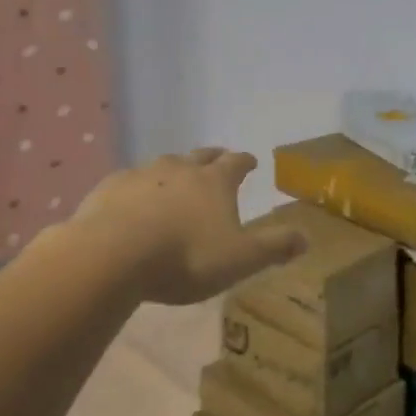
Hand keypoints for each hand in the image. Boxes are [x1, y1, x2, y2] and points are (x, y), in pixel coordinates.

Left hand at [69, 148, 306, 305]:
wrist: (113, 255)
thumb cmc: (185, 256)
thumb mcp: (240, 259)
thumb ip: (274, 247)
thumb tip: (306, 238)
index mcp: (215, 181)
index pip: (236, 163)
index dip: (245, 161)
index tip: (251, 161)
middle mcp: (180, 169)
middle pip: (200, 156)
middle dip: (212, 157)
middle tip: (218, 159)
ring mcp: (142, 175)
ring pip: (163, 165)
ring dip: (174, 170)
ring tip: (175, 181)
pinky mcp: (108, 188)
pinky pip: (128, 182)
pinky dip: (137, 188)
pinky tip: (131, 201)